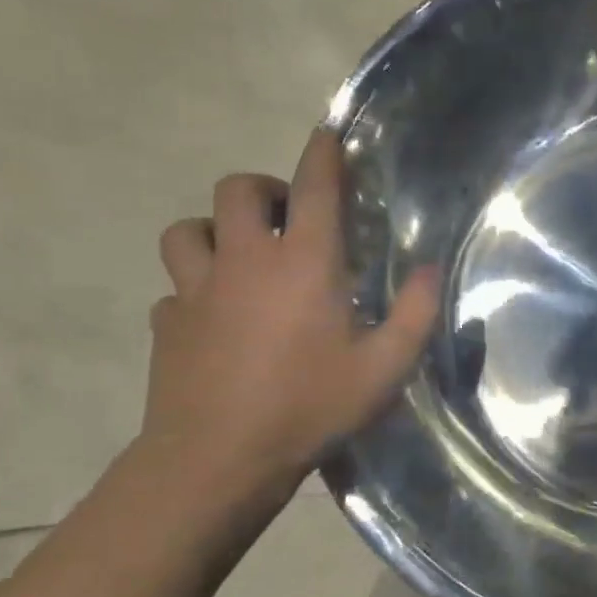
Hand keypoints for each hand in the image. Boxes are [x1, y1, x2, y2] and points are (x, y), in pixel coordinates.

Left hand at [141, 129, 439, 501]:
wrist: (219, 459)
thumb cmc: (310, 407)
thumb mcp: (384, 368)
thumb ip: (415, 313)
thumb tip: (429, 268)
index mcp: (303, 264)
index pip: (314, 187)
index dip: (322, 154)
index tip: (326, 136)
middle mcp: (245, 261)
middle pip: (237, 190)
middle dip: (263, 190)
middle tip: (286, 217)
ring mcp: (196, 290)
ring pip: (187, 231)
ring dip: (214, 232)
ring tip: (239, 259)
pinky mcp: (167, 323)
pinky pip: (174, 289)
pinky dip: (194, 292)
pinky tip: (213, 320)